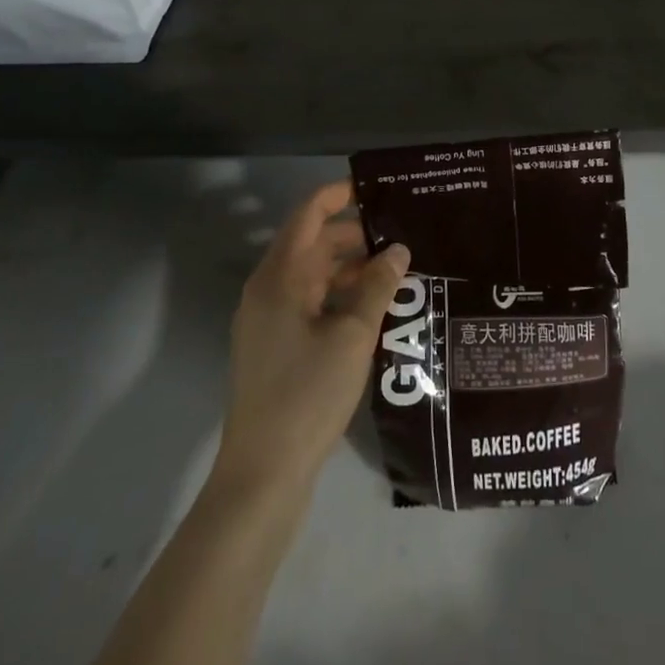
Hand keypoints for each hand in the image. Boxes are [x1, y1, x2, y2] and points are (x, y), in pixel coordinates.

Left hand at [214, 181, 409, 490]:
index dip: (340, 195)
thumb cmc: (307, 394)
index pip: (309, 215)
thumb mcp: (353, 336)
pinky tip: (374, 308)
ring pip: (313, 275)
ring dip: (350, 268)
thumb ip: (377, 286)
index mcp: (280, 277)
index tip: (378, 189)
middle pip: (312, 243)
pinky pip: (310, 303)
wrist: (263, 475)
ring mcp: (268, 320)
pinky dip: (339, 295)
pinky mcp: (275, 346)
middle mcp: (268, 290)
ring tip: (396, 270)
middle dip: (355, 235)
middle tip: (402, 234)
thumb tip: (398, 249)